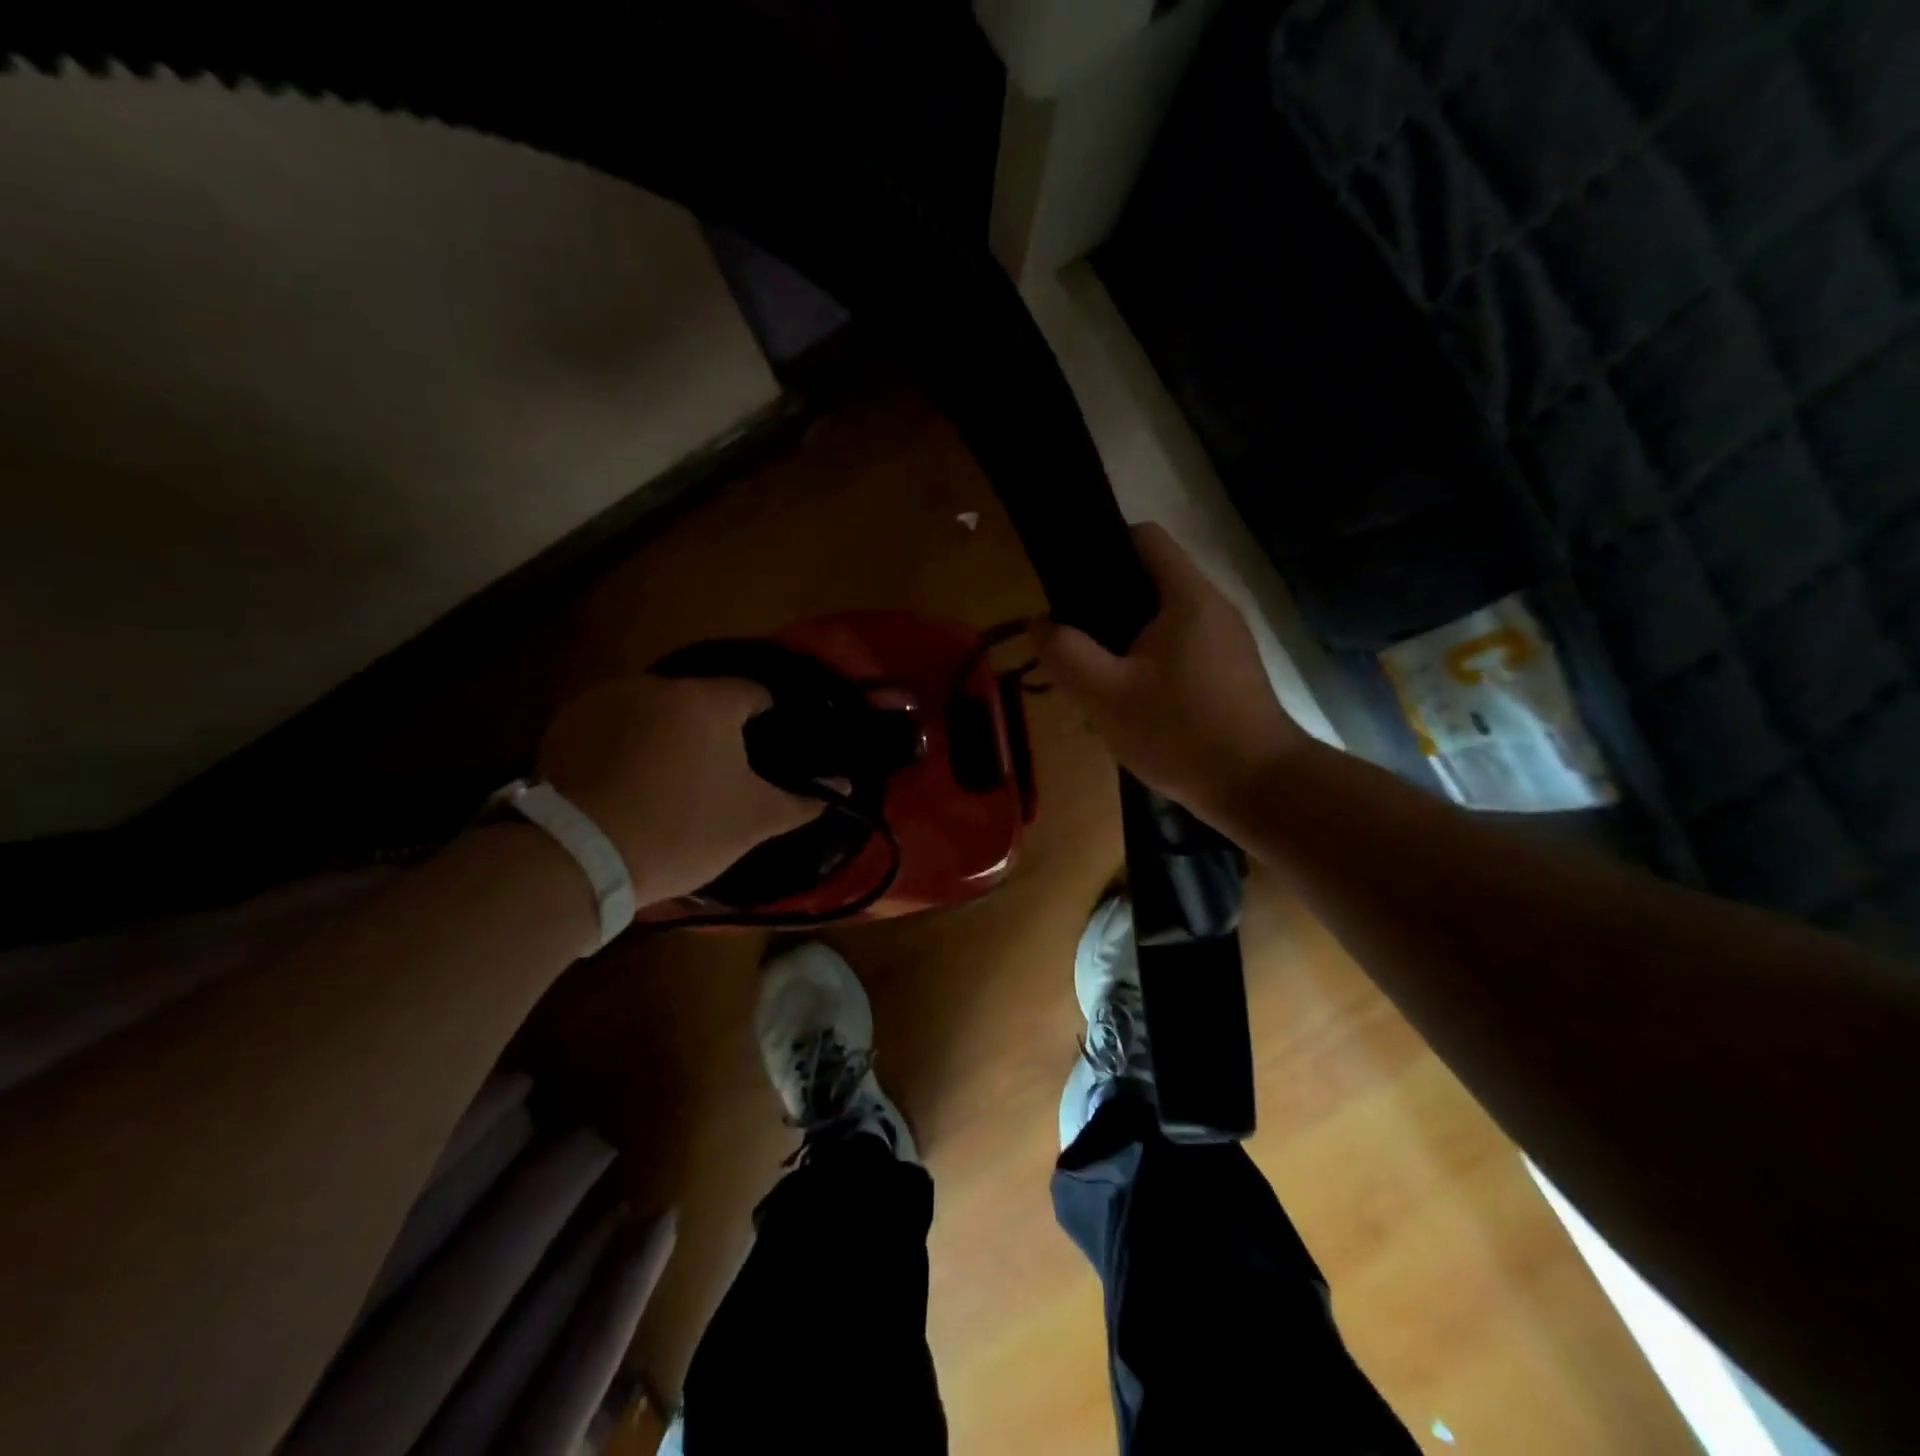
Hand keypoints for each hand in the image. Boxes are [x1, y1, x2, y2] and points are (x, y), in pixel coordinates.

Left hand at [535, 675, 823, 904]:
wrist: (580, 858)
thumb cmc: (682, 832)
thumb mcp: (753, 821)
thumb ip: (803, 800)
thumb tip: (846, 785)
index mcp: (707, 701)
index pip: (752, 693)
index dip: (766, 718)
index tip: (765, 749)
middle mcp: (656, 686)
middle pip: (700, 701)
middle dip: (712, 730)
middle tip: (716, 774)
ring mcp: (605, 699)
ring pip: (654, 709)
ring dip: (667, 733)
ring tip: (667, 780)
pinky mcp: (567, 723)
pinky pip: (613, 722)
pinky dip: (625, 741)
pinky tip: (625, 780)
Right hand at [1037, 523, 1309, 826]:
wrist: (1259, 788)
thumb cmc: (1181, 733)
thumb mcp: (1106, 696)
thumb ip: (1066, 654)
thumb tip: (1038, 623)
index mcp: (1186, 596)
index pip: (1143, 537)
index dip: (1100, 547)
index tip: (1068, 583)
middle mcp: (1212, 606)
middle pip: (1149, 581)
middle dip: (1104, 607)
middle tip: (1072, 643)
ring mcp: (1227, 641)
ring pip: (1162, 622)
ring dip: (1124, 643)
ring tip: (1095, 680)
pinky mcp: (1230, 672)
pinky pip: (1179, 651)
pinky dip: (1149, 665)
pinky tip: (1131, 705)